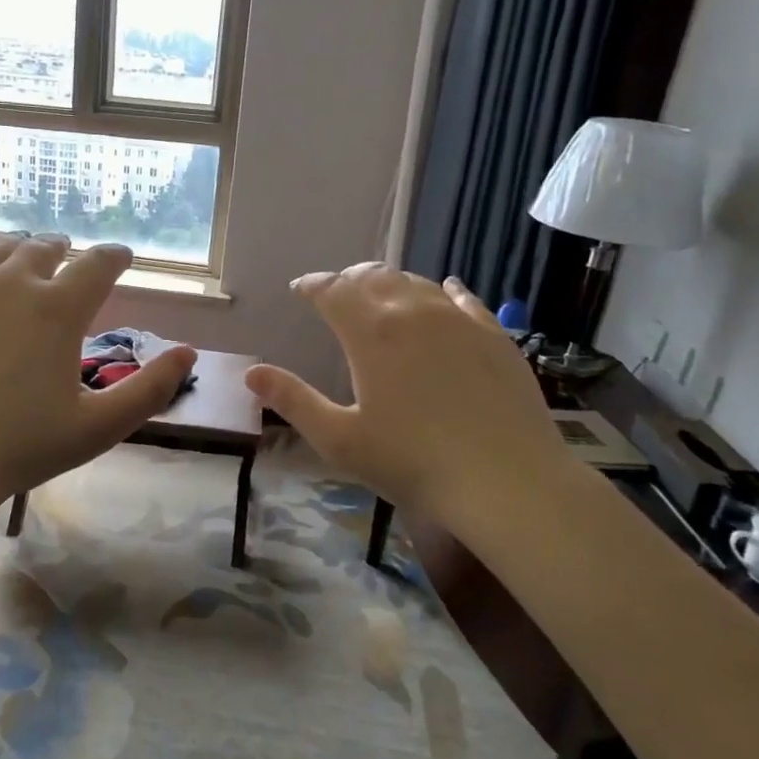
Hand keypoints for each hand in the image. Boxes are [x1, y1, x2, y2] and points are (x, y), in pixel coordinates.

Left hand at [0, 235, 197, 506]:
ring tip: (21, 256)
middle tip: (67, 257)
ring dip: (16, 248)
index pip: (98, 263)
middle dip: (63, 250)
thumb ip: (151, 389)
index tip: (121, 256)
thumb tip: (188, 352)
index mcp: (59, 308)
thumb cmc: (21, 448)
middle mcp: (11, 281)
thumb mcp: (100, 427)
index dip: (115, 256)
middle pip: (44, 246)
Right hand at [245, 264, 577, 540]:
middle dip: (349, 279)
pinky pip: (464, 300)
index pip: (333, 291)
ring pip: (417, 282)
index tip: (300, 288)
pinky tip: (445, 291)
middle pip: (375, 277)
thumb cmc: (412, 462)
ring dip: (391, 282)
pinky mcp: (495, 336)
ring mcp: (460, 321)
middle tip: (336, 291)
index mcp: (371, 333)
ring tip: (379, 292)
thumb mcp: (339, 439)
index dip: (312, 285)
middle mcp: (414, 312)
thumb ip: (293, 401)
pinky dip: (443, 291)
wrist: (507, 481)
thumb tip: (251, 373)